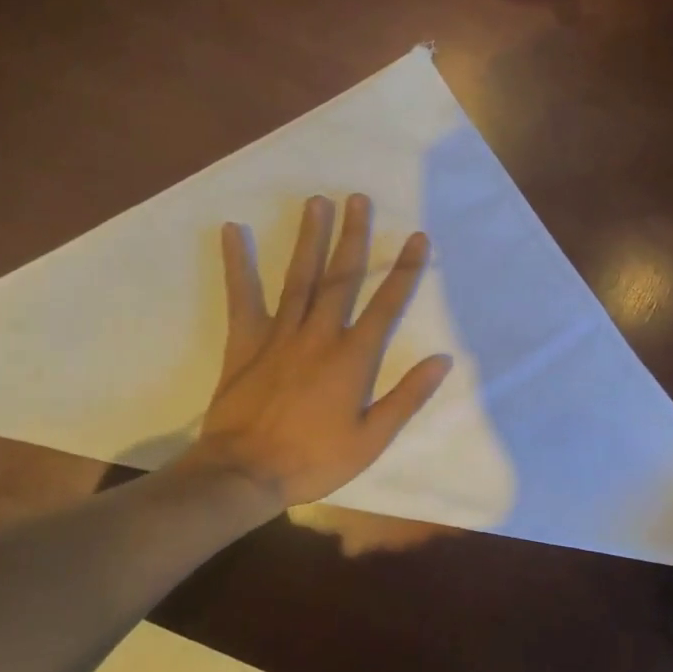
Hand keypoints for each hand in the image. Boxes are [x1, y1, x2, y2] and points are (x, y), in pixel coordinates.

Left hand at [181, 193, 452, 508]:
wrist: (245, 473)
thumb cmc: (313, 460)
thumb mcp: (371, 440)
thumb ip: (406, 397)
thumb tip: (442, 359)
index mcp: (352, 358)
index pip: (386, 305)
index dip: (404, 270)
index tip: (417, 237)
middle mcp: (318, 335)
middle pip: (340, 278)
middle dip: (353, 236)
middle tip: (358, 198)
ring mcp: (279, 334)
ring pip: (299, 278)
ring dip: (310, 238)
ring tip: (317, 202)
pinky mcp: (244, 341)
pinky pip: (242, 297)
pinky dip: (237, 264)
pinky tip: (230, 231)